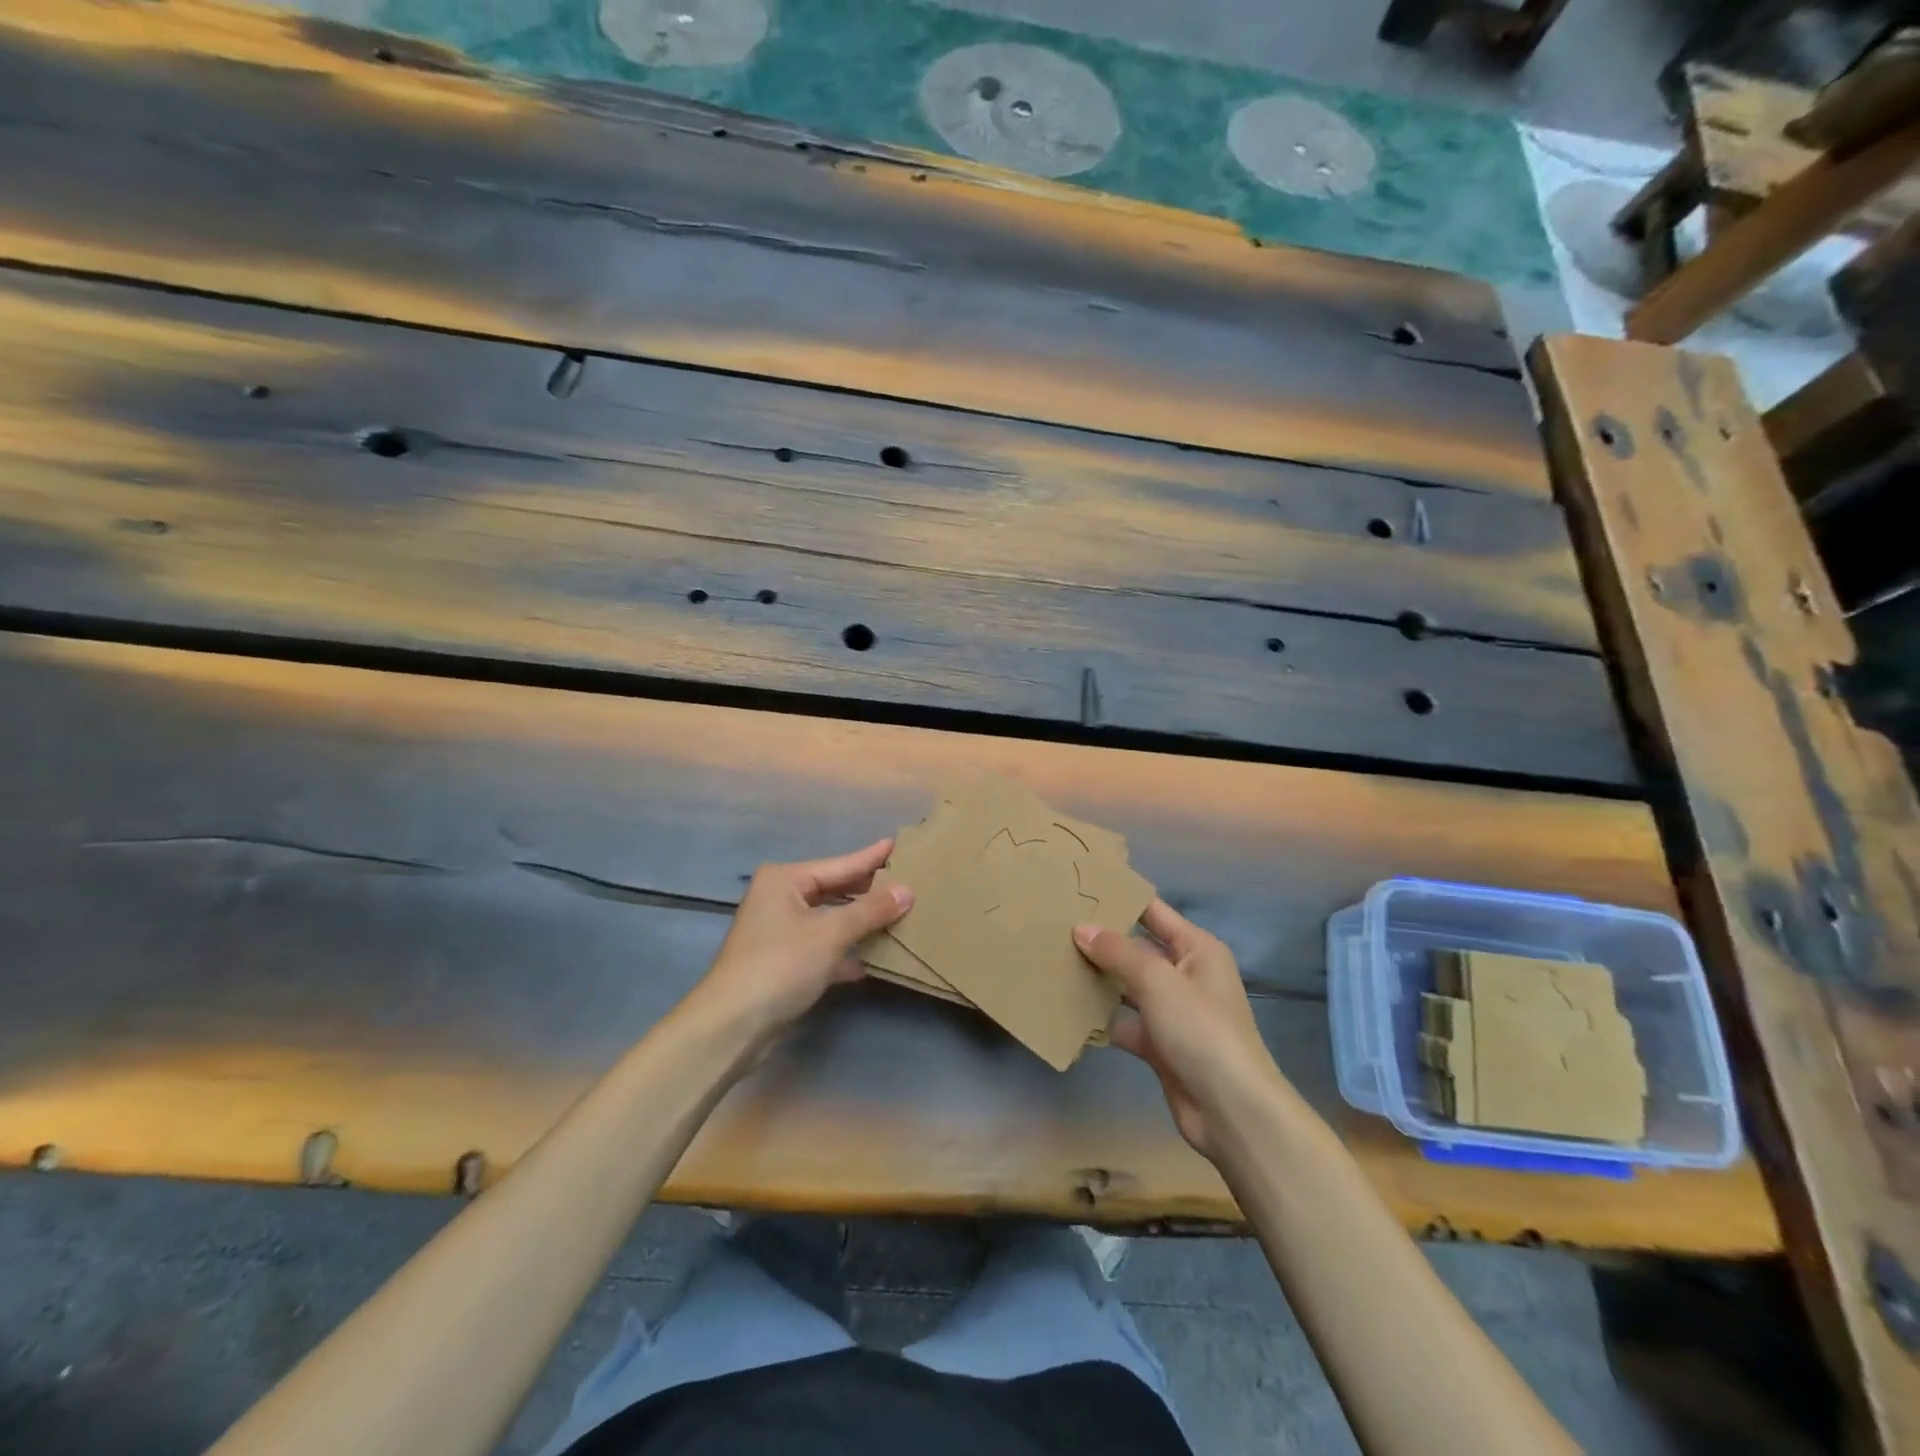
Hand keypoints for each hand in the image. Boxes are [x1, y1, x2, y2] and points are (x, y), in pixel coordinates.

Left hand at [692, 839, 911, 1042]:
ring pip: (830, 920)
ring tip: (899, 914)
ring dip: (861, 922)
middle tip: (907, 880)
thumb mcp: (830, 933)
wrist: (732, 1026)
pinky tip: (874, 957)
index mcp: (784, 880)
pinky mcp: (784, 963)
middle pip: (834, 890)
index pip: (839, 864)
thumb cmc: (780, 965)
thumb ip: (870, 911)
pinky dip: (847, 951)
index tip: (899, 844)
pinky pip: (824, 947)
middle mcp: (780, 899)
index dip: (871, 858)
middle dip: (869, 891)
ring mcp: (780, 932)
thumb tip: (907, 890)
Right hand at [1074, 901, 1280, 1157]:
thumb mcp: (1158, 982)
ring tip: (1054, 962)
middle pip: (1137, 949)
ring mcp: (1172, 1011)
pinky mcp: (1160, 1044)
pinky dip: (1102, 1018)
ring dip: (1098, 979)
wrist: (1230, 1110)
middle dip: (1101, 941)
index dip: (1121, 900)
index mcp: (1196, 949)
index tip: (1080, 890)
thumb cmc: (1201, 1030)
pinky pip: (1125, 1022)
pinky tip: (1068, 1011)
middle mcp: (1186, 974)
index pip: (1153, 913)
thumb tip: (1081, 928)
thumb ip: (1118, 952)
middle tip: (1055, 926)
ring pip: (1128, 986)